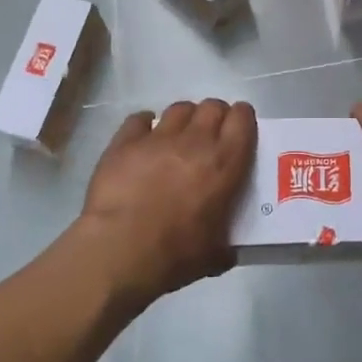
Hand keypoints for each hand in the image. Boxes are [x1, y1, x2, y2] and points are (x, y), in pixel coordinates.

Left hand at [77, 99, 254, 310]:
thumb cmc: (174, 254)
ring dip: (183, 119)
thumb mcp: (214, 255)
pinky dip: (143, 126)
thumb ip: (225, 243)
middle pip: (212, 106)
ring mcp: (159, 137)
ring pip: (179, 108)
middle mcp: (195, 140)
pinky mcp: (125, 141)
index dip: (242, 119)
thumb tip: (227, 250)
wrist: (119, 251)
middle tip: (209, 137)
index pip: (243, 118)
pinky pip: (139, 119)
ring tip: (177, 137)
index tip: (239, 131)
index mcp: (224, 163)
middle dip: (214, 116)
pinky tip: (142, 139)